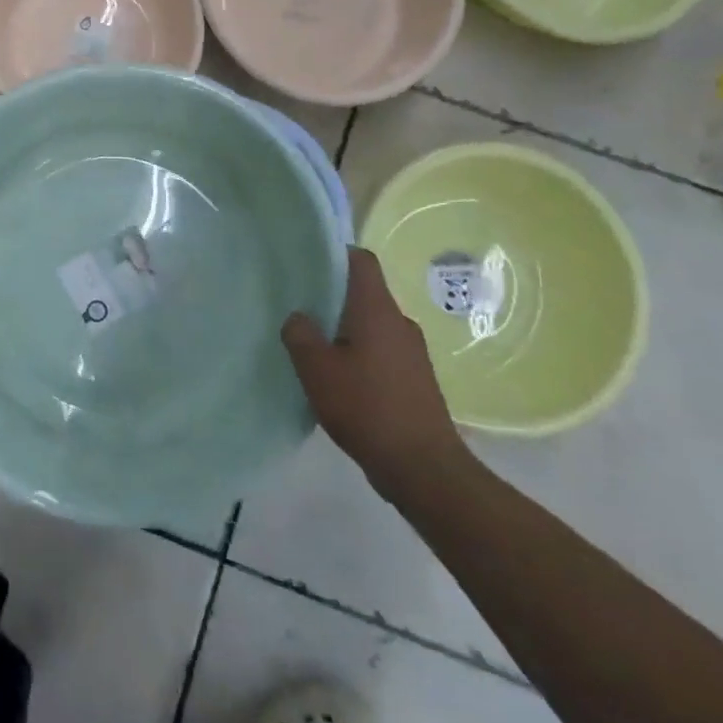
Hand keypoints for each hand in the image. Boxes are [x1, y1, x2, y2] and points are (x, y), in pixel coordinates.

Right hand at [282, 247, 466, 502]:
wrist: (424, 468)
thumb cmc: (366, 407)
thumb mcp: (316, 369)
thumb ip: (300, 334)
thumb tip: (299, 317)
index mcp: (377, 310)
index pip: (361, 260)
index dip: (335, 254)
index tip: (307, 263)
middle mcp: (400, 323)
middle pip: (364, 294)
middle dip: (333, 297)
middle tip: (300, 308)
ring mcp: (413, 353)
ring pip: (372, 325)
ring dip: (345, 331)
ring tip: (314, 348)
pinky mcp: (416, 380)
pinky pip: (382, 352)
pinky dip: (360, 356)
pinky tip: (339, 380)